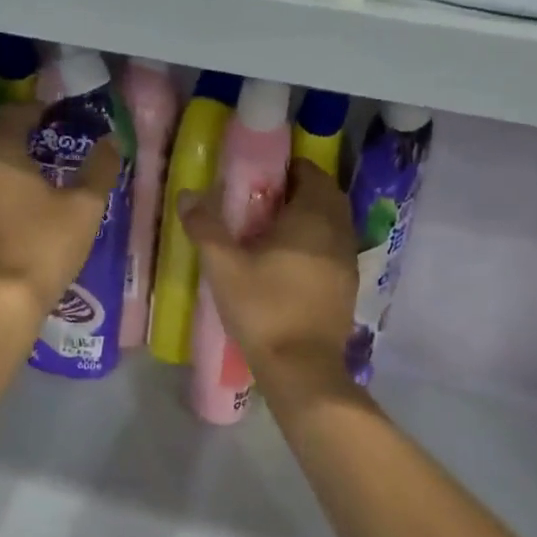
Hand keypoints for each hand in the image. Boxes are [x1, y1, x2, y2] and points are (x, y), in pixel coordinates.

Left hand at [0, 101, 120, 319]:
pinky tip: (15, 193)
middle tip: (44, 134)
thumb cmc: (46, 244)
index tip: (57, 114)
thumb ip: (99, 169)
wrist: (4, 297)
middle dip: (15, 127)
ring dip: (2, 152)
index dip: (36, 109)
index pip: (13, 114)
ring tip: (31, 161)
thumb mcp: (84, 206)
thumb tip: (111, 141)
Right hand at [178, 161, 358, 397]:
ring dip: (313, 216)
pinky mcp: (349, 285)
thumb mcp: (224, 267)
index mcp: (312, 217)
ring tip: (278, 230)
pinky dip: (319, 242)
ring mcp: (348, 260)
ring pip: (335, 222)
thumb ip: (206, 227)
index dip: (290, 169)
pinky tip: (293, 261)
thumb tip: (187, 194)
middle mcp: (338, 231)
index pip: (311, 173)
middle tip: (268, 201)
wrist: (301, 367)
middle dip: (302, 190)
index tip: (263, 177)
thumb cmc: (263, 309)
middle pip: (327, 195)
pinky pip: (336, 248)